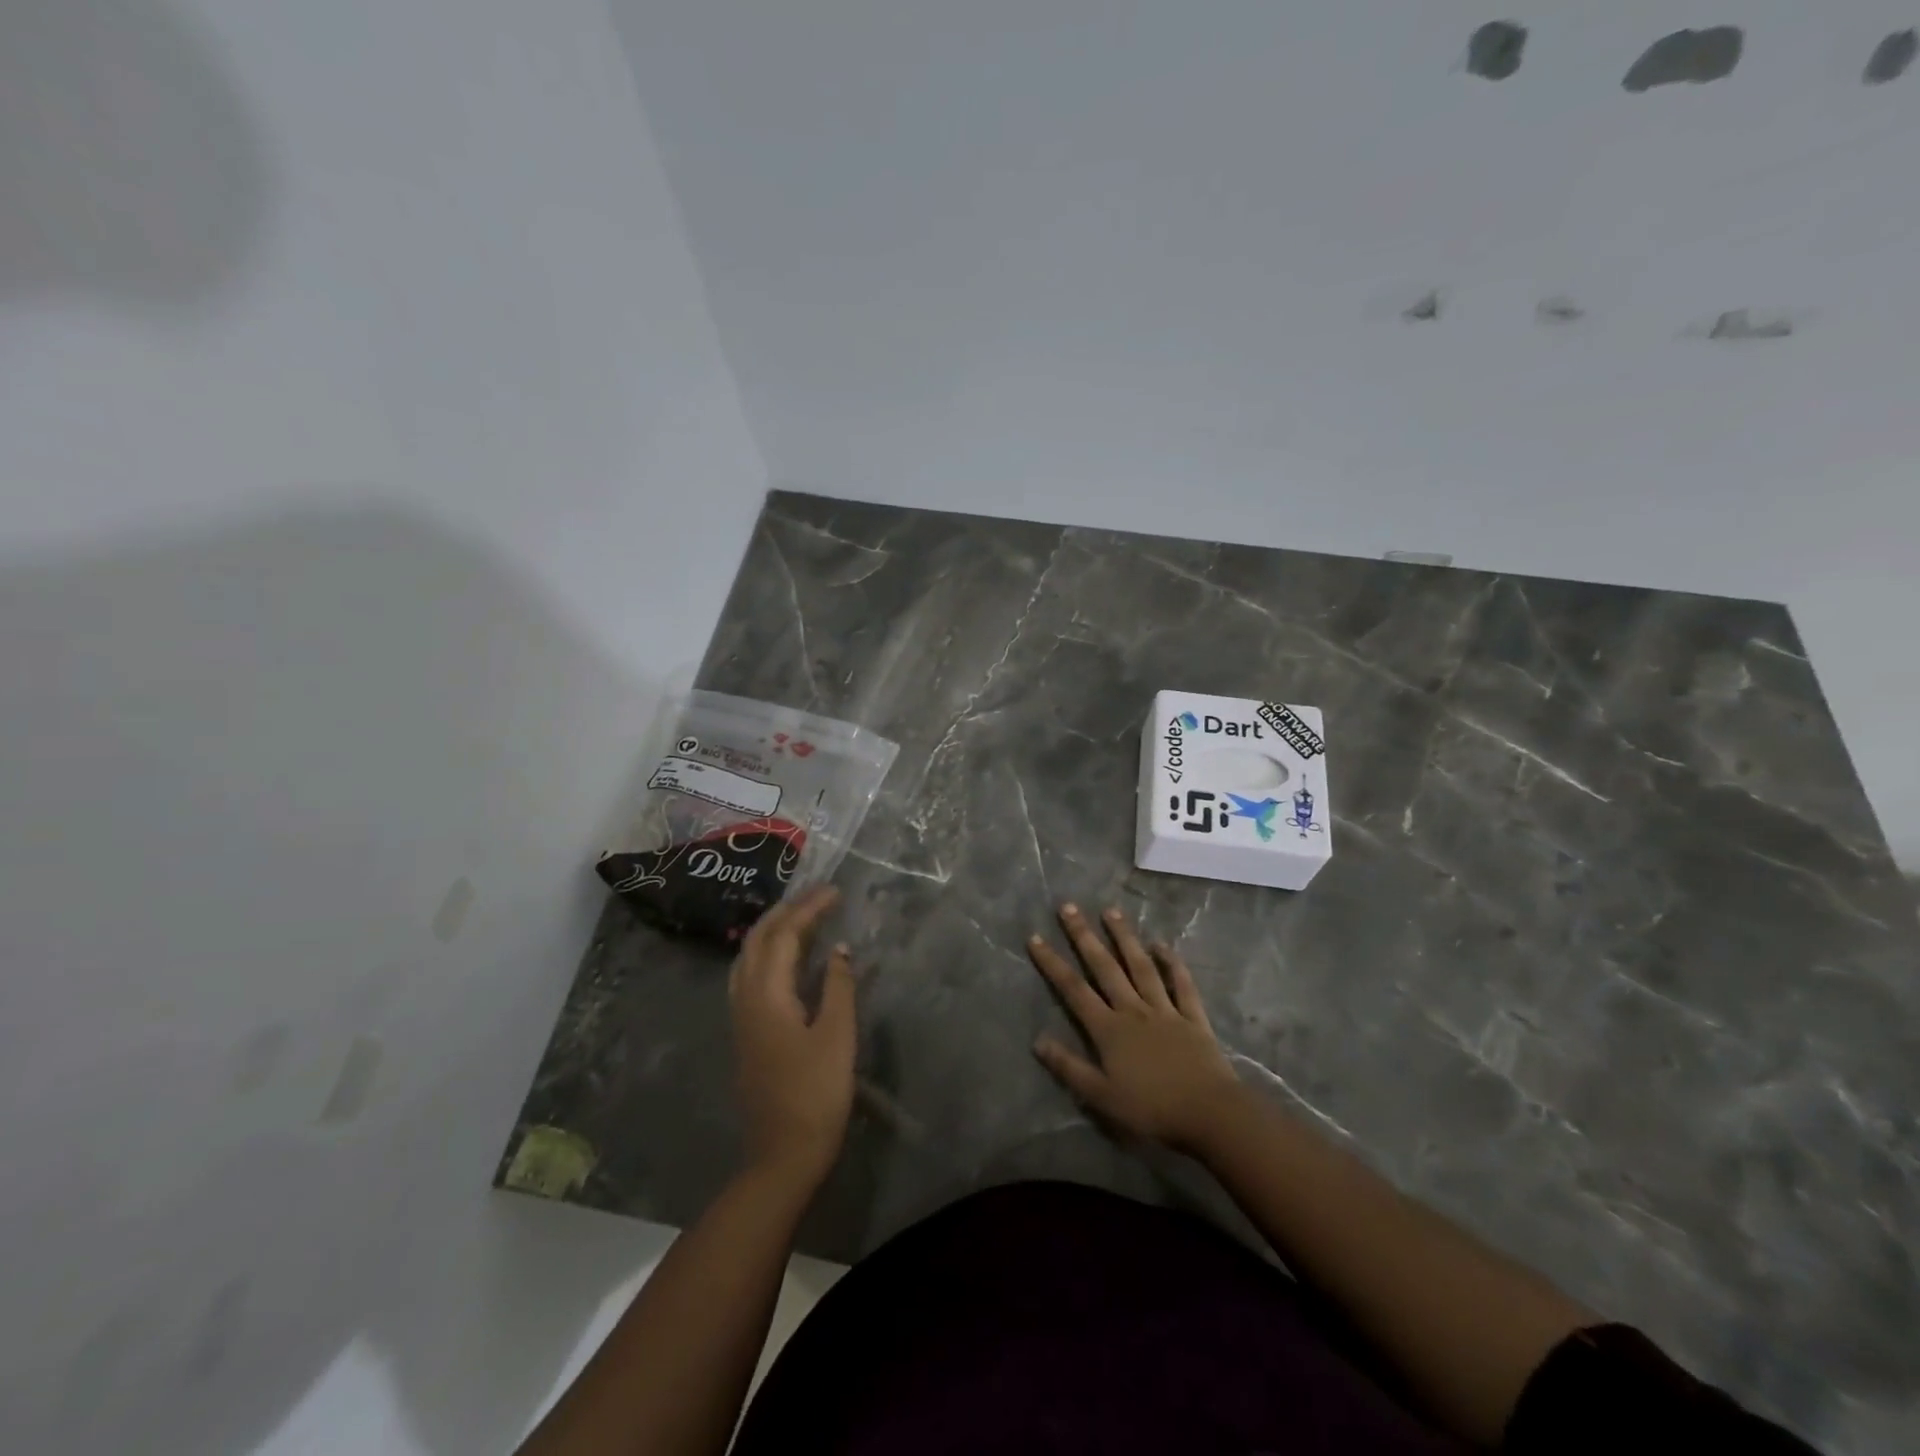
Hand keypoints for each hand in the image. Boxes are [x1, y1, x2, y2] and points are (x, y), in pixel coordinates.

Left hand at [729, 885, 855, 1186]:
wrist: (782, 1156)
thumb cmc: (816, 1094)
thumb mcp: (837, 1036)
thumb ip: (837, 986)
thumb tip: (839, 949)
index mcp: (767, 995)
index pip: (784, 935)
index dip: (809, 908)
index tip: (835, 891)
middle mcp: (746, 998)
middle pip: (758, 940)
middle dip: (787, 911)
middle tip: (818, 896)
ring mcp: (741, 1017)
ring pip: (749, 957)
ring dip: (773, 930)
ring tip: (802, 917)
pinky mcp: (746, 1033)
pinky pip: (750, 975)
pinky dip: (768, 953)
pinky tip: (786, 960)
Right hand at [1027, 903, 1241, 1153]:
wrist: (1209, 1114)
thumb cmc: (1151, 1110)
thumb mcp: (1101, 1096)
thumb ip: (1069, 1067)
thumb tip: (1037, 1040)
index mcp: (1109, 1029)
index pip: (1073, 989)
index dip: (1052, 963)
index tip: (1035, 937)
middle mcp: (1133, 1009)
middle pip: (1105, 967)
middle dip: (1084, 936)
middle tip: (1069, 907)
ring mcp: (1164, 1010)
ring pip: (1141, 966)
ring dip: (1125, 938)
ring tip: (1111, 912)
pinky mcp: (1192, 1017)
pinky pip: (1181, 984)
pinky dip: (1172, 963)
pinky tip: (1162, 945)